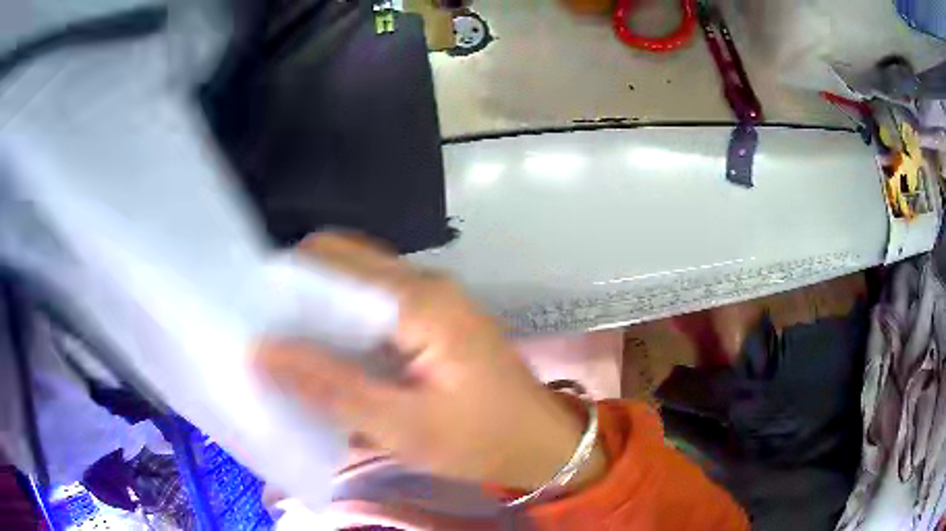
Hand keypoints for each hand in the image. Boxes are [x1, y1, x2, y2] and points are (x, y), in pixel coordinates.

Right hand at [256, 233, 604, 491]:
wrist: (539, 444)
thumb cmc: (480, 441)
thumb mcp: (402, 427)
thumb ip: (331, 388)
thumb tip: (262, 352)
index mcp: (419, 299)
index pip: (334, 261)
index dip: (288, 280)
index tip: (255, 311)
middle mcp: (425, 284)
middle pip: (345, 263)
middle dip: (300, 291)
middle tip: (267, 332)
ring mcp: (432, 299)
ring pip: (358, 283)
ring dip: (320, 308)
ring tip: (287, 345)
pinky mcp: (433, 319)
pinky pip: (375, 305)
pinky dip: (344, 323)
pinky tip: (327, 354)